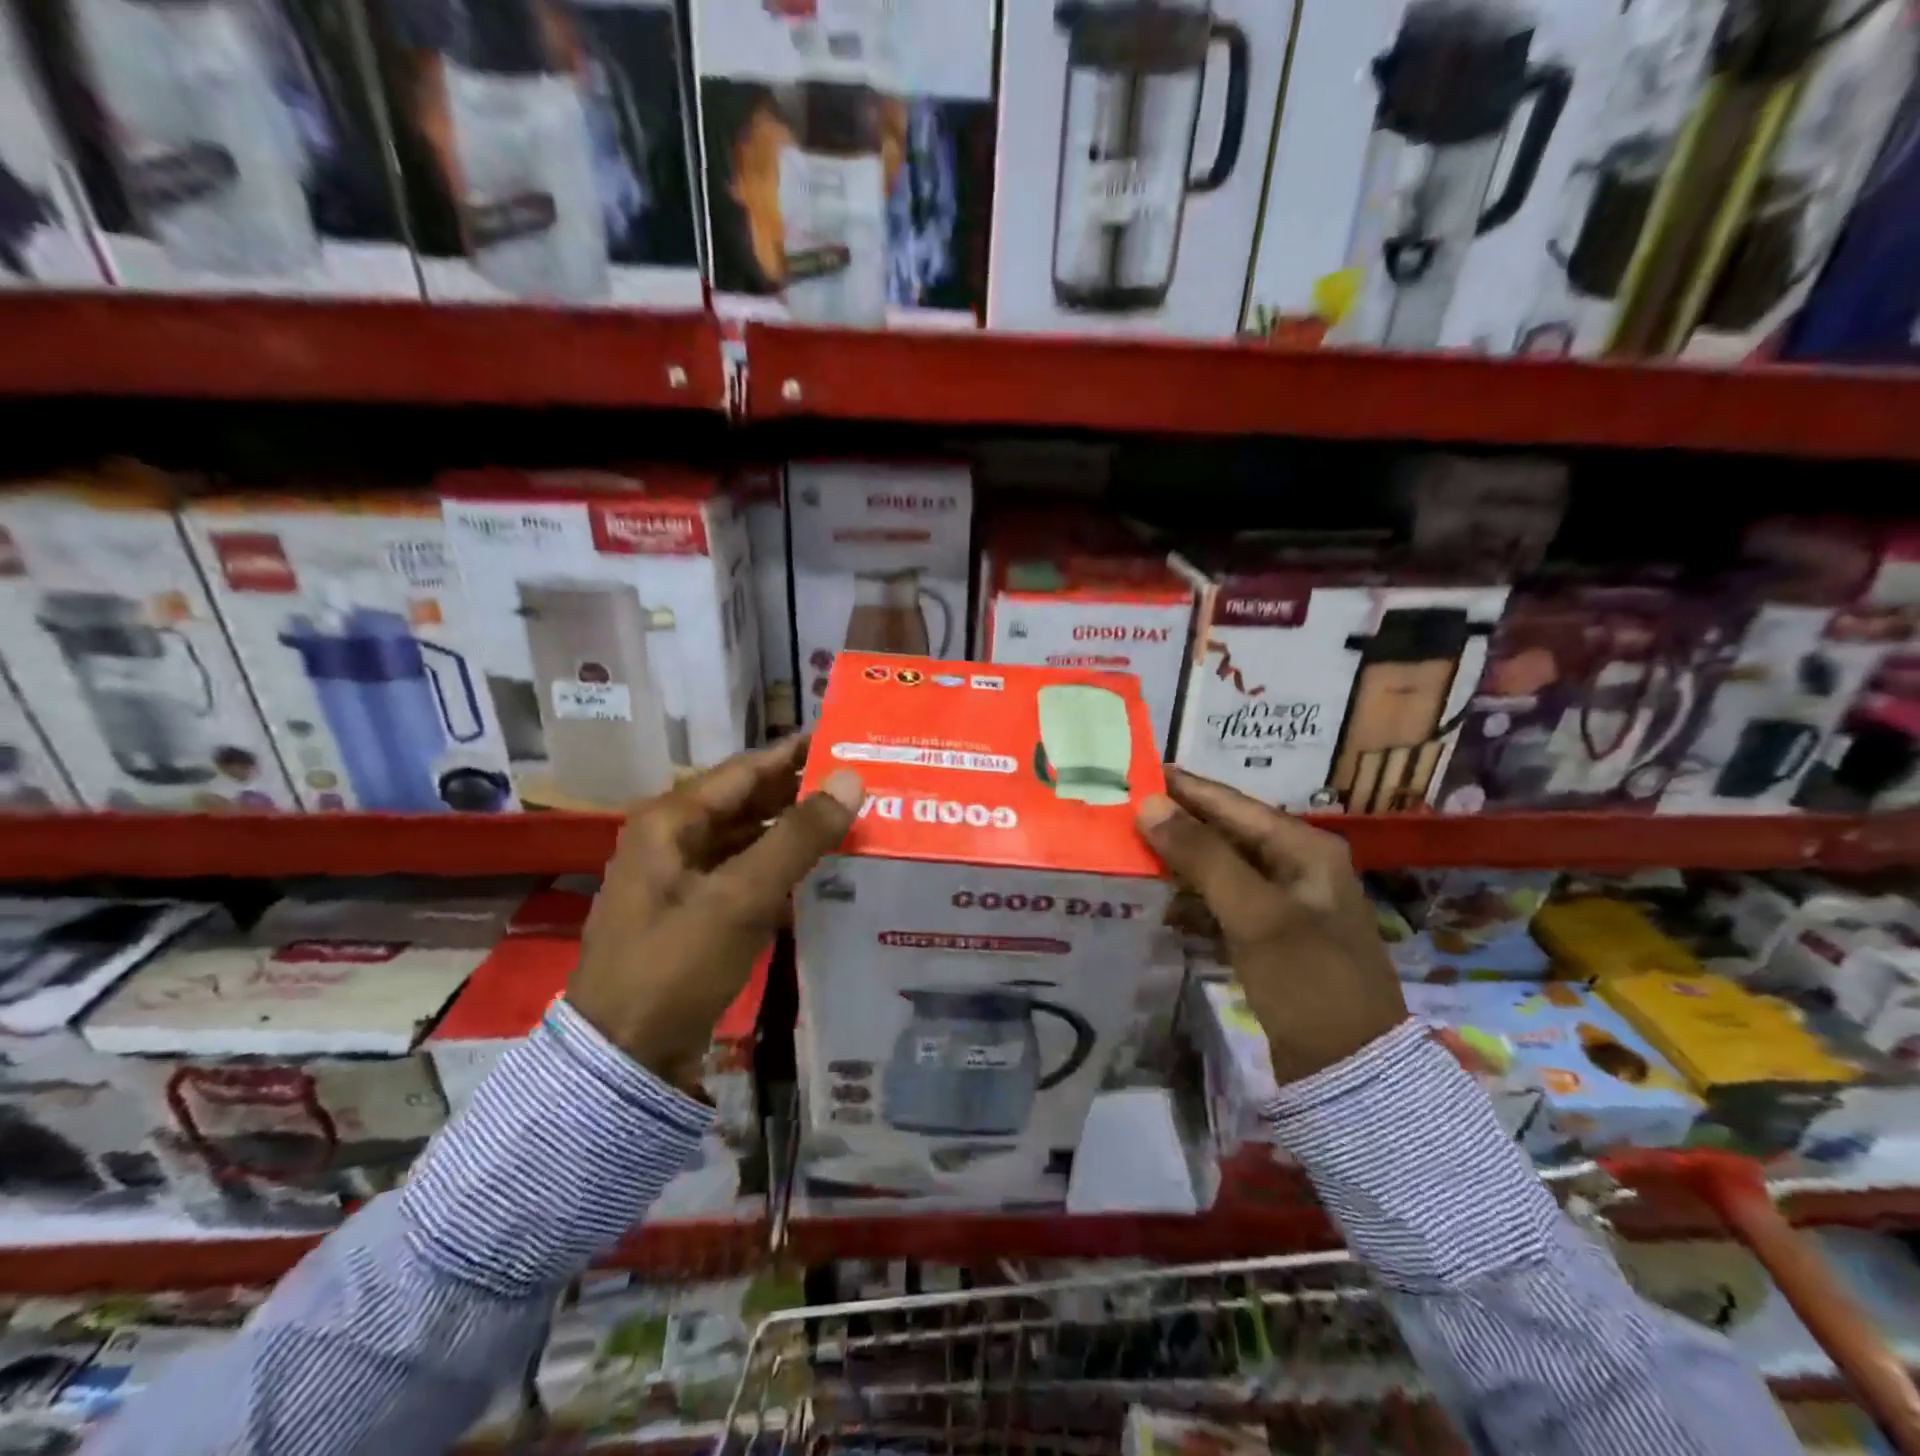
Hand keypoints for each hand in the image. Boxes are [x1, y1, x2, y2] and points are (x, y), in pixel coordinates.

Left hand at [569, 738, 862, 1085]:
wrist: (623, 1059)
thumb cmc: (674, 966)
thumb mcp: (740, 898)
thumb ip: (797, 837)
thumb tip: (851, 780)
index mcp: (670, 821)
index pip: (745, 770)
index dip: (795, 754)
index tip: (844, 740)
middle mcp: (673, 840)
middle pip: (747, 803)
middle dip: (800, 794)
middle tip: (859, 784)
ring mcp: (683, 879)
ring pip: (749, 840)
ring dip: (794, 833)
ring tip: (850, 823)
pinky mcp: (695, 914)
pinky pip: (745, 877)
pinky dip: (780, 871)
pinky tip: (821, 874)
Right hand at [1136, 768, 1406, 1084]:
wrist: (1351, 1072)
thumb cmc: (1308, 981)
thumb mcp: (1255, 914)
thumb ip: (1203, 856)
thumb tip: (1149, 804)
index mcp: (1304, 848)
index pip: (1232, 804)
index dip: (1183, 787)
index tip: (1135, 770)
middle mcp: (1296, 867)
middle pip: (1225, 833)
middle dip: (1175, 823)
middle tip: (1120, 810)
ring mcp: (1284, 904)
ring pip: (1220, 868)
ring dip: (1177, 861)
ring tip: (1126, 848)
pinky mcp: (1270, 937)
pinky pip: (1221, 902)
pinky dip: (1190, 898)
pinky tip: (1155, 899)